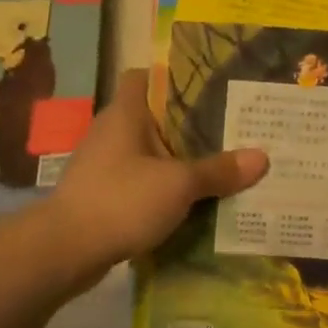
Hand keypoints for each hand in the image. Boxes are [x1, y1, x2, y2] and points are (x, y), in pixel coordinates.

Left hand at [45, 69, 267, 272]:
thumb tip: (263, 157)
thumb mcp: (178, 184)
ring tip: (221, 166)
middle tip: (232, 129)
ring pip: (149, 153)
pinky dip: (163, 188)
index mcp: (125, 113)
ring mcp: (104, 165)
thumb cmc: (121, 200)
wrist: (64, 251)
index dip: (172, 76)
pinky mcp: (103, 195)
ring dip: (178, 160)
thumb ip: (219, 170)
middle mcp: (112, 132)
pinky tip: (192, 201)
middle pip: (155, 117)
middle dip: (190, 124)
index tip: (207, 86)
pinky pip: (141, 182)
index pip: (144, 77)